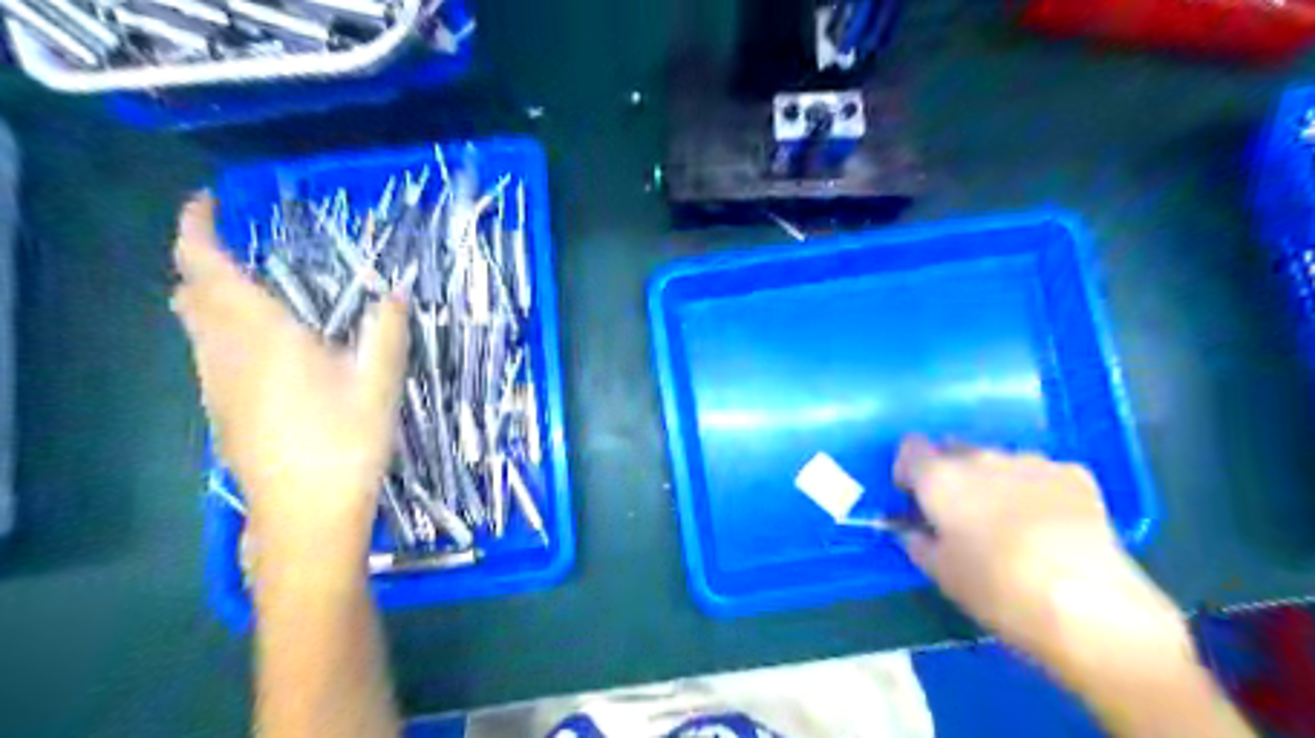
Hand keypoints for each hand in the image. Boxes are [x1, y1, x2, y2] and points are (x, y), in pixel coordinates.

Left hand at [172, 197, 408, 575]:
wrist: (307, 514)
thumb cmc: (345, 442)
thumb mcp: (381, 382)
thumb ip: (387, 329)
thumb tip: (397, 291)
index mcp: (261, 335)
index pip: (205, 266)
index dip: (196, 227)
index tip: (210, 202)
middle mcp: (224, 353)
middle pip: (190, 294)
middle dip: (202, 261)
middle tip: (240, 248)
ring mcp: (216, 386)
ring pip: (193, 326)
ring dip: (209, 298)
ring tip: (254, 293)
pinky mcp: (220, 412)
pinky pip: (207, 355)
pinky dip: (221, 332)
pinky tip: (263, 351)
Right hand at [895, 434, 1192, 675]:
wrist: (1087, 603)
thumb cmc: (996, 589)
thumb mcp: (940, 573)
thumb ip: (917, 541)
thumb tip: (912, 529)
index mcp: (939, 477)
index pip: (910, 447)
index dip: (910, 471)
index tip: (916, 499)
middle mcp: (980, 457)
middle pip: (953, 450)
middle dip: (951, 474)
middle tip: (961, 515)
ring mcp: (1029, 460)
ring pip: (998, 461)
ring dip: (994, 481)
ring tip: (1012, 523)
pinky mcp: (1073, 473)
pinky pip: (1040, 473)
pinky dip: (1036, 490)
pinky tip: (1051, 525)